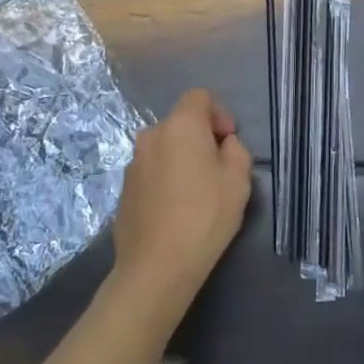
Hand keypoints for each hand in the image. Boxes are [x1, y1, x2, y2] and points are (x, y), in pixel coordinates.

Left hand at [110, 90, 252, 313]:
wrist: (157, 266)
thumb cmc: (205, 215)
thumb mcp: (239, 180)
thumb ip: (236, 150)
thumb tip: (223, 145)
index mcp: (180, 126)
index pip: (199, 97)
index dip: (218, 112)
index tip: (229, 140)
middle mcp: (152, 136)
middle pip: (181, 123)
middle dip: (201, 137)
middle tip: (219, 168)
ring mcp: (133, 163)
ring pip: (165, 148)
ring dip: (182, 159)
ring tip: (198, 192)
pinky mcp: (125, 189)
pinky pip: (152, 171)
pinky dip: (166, 179)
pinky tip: (177, 209)